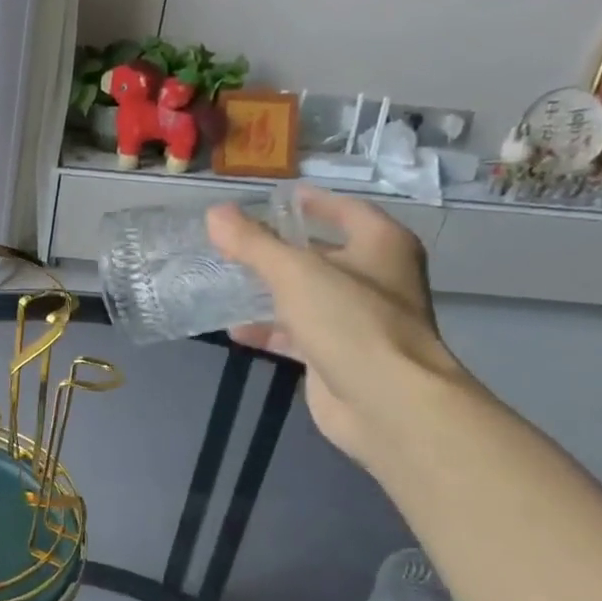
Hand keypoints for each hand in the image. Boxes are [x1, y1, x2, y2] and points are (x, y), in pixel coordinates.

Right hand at [206, 186, 460, 465]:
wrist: (386, 402)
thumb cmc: (350, 321)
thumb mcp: (294, 272)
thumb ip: (252, 243)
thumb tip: (215, 213)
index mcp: (381, 245)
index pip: (345, 210)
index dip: (311, 202)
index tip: (276, 198)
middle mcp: (376, 278)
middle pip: (322, 254)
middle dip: (281, 249)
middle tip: (237, 241)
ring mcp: (358, 320)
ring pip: (307, 296)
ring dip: (270, 291)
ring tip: (227, 281)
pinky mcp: (338, 356)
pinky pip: (298, 333)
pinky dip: (269, 330)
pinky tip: (236, 330)